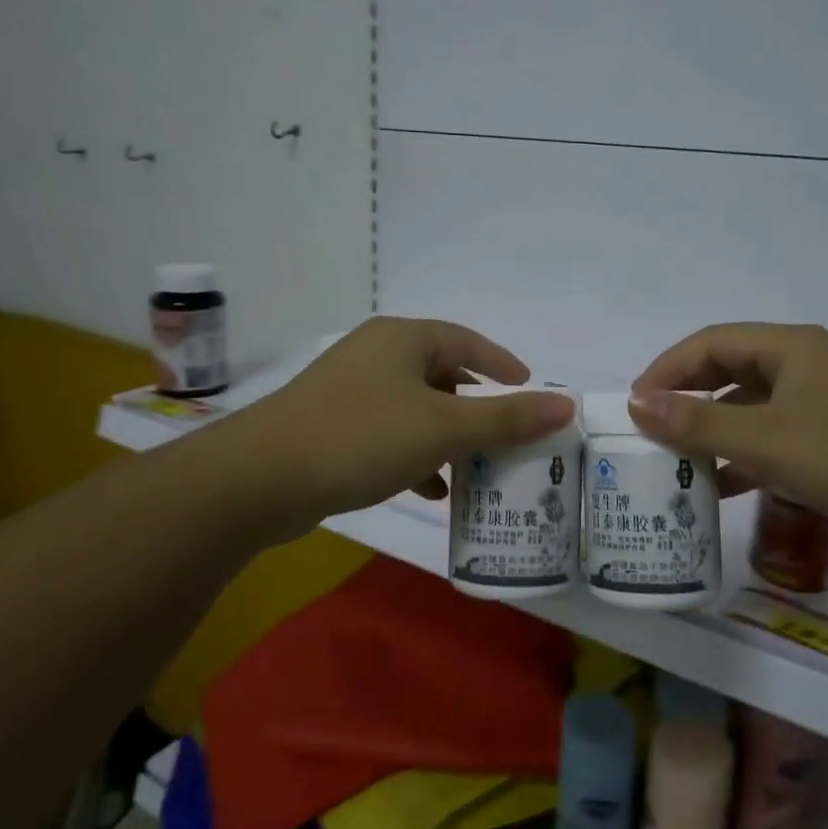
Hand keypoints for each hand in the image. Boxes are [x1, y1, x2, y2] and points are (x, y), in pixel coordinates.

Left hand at [243, 317, 575, 531]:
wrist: (261, 478)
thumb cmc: (362, 437)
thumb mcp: (444, 428)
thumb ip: (507, 418)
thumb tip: (566, 405)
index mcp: (403, 339)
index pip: (466, 340)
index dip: (501, 363)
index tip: (528, 386)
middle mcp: (375, 355)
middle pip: (441, 374)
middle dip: (475, 406)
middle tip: (506, 433)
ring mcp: (348, 391)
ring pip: (414, 409)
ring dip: (446, 437)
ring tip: (475, 467)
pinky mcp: (330, 426)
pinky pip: (388, 434)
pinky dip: (415, 455)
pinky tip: (430, 489)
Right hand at [630, 323, 827, 553]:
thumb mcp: (765, 440)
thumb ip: (697, 423)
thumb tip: (636, 404)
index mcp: (789, 347)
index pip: (711, 342)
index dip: (668, 368)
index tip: (636, 403)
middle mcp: (802, 364)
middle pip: (728, 371)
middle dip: (687, 399)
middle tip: (651, 431)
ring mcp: (819, 401)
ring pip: (748, 406)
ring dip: (712, 431)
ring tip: (676, 462)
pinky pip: (771, 435)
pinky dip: (743, 455)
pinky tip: (720, 487)